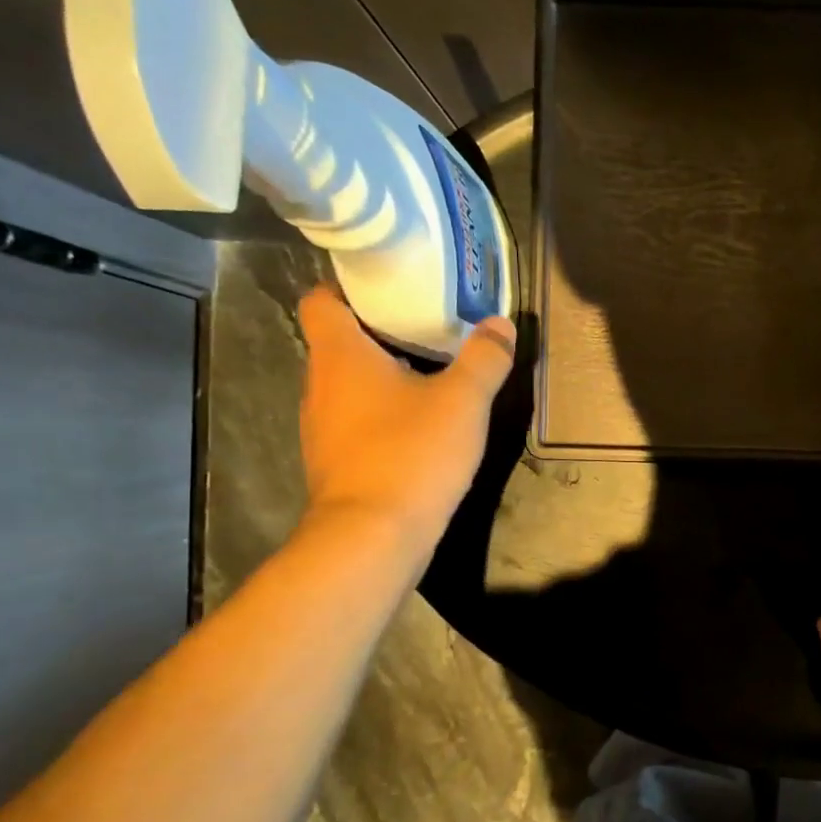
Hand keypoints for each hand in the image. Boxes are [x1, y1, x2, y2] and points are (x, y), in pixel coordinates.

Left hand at [296, 286, 514, 547]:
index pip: (322, 299)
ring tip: (430, 372)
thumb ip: (484, 359)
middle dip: (381, 330)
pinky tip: (419, 424)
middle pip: (340, 341)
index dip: (350, 285)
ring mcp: (322, 428)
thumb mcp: (463, 401)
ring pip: (349, 384)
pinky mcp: (335, 462)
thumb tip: (500, 324)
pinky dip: (382, 412)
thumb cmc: (411, 453)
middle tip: (428, 324)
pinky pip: (356, 420)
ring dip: (383, 374)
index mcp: (340, 355)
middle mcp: (320, 385)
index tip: (392, 284)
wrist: (373, 537)